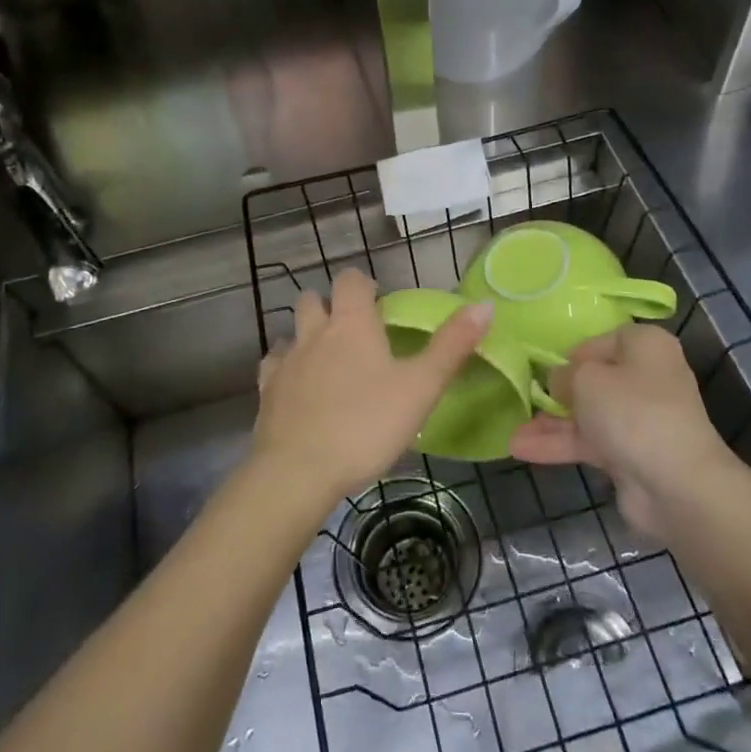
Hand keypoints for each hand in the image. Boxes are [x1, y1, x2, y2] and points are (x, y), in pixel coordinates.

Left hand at [253, 269, 491, 506]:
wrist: (299, 471)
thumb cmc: (367, 424)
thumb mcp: (421, 387)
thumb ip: (452, 345)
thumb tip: (484, 305)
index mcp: (352, 324)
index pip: (350, 280)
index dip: (363, 284)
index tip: (378, 300)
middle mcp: (314, 333)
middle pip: (313, 299)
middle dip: (330, 305)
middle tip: (353, 330)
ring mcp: (285, 362)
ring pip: (290, 332)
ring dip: (306, 335)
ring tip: (325, 359)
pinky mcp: (266, 392)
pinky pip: (273, 366)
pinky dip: (286, 368)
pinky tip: (298, 387)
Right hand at [508, 324, 736, 537]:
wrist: (676, 484)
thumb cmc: (632, 411)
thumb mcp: (586, 378)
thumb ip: (564, 374)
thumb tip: (558, 380)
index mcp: (645, 346)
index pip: (602, 340)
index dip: (572, 353)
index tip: (544, 367)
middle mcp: (646, 377)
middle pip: (594, 379)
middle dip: (556, 393)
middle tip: (523, 397)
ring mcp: (639, 419)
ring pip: (588, 414)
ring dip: (551, 423)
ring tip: (512, 432)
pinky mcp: (631, 454)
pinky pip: (590, 442)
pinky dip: (560, 445)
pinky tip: (522, 450)